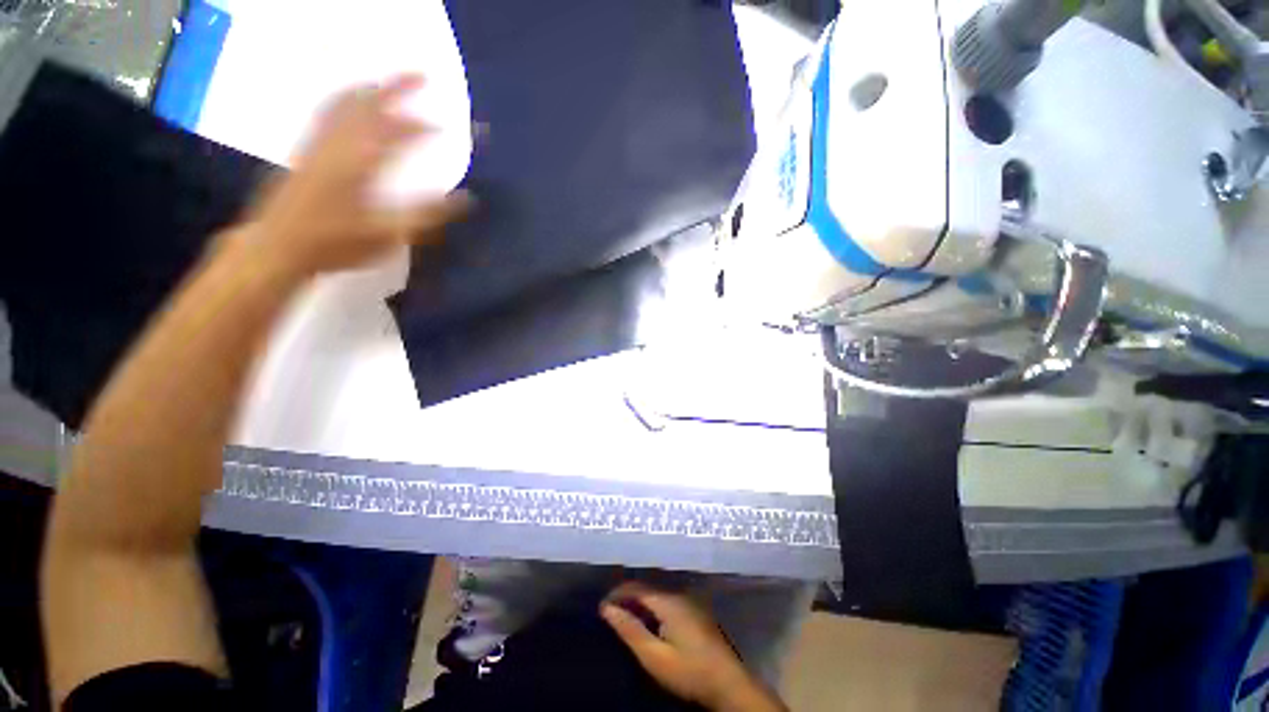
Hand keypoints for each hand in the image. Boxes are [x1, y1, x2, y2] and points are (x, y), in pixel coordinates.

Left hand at [243, 74, 469, 276]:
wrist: (279, 246)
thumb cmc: (338, 243)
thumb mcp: (391, 233)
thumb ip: (429, 213)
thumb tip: (467, 198)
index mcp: (362, 160)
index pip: (398, 132)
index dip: (422, 126)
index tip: (444, 126)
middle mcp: (338, 142)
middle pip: (369, 103)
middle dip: (396, 87)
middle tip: (419, 74)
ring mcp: (318, 142)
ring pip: (344, 102)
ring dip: (369, 89)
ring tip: (386, 81)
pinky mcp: (305, 150)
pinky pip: (327, 112)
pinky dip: (344, 100)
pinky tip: (349, 105)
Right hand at [601, 582, 786, 711]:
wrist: (728, 683)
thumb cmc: (689, 671)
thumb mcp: (655, 656)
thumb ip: (631, 630)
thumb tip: (607, 609)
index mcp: (668, 601)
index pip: (636, 587)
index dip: (617, 594)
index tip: (601, 607)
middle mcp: (679, 594)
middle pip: (647, 588)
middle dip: (627, 597)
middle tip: (610, 613)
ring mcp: (689, 602)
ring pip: (657, 594)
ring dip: (639, 602)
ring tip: (624, 617)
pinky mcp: (695, 612)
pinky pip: (667, 601)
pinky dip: (652, 608)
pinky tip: (647, 622)